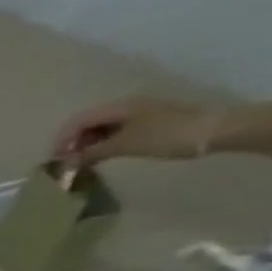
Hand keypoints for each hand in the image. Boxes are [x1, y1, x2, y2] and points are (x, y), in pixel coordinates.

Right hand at [50, 97, 220, 162]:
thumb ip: (91, 152)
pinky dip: (102, 145)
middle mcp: (125, 107)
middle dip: (72, 143)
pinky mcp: (148, 124)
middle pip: (87, 124)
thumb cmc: (167, 135)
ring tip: (81, 163)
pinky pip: (115, 133)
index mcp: (117, 107)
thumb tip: (66, 162)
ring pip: (101, 129)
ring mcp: (138, 115)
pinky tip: (101, 157)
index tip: (54, 161)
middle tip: (66, 164)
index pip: (77, 122)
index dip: (61, 140)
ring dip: (86, 145)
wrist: (217, 130)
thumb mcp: (124, 145)